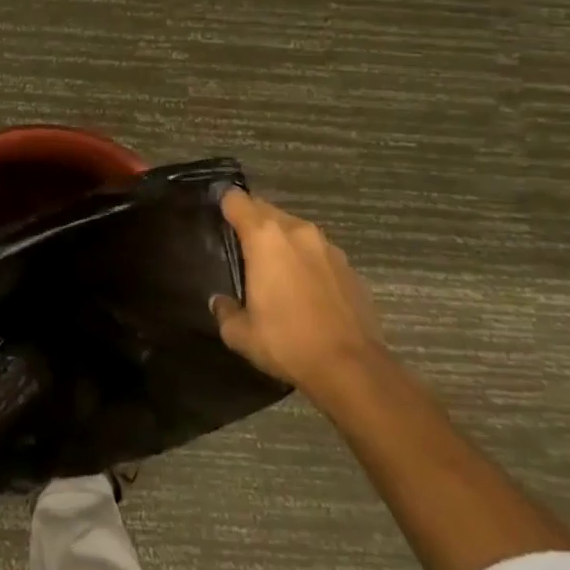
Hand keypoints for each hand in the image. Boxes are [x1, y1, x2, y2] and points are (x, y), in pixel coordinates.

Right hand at [211, 189, 384, 395]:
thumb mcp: (240, 333)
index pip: (236, 200)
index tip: (217, 220)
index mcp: (265, 238)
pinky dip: (306, 261)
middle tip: (241, 248)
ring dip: (281, 241)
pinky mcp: (349, 267)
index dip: (224, 206)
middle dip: (252, 222)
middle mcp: (297, 231)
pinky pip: (317, 252)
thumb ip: (225, 310)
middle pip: (266, 210)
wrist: (352, 368)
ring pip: (294, 229)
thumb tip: (220, 302)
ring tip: (274, 269)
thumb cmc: (287, 342)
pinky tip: (304, 290)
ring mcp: (328, 247)